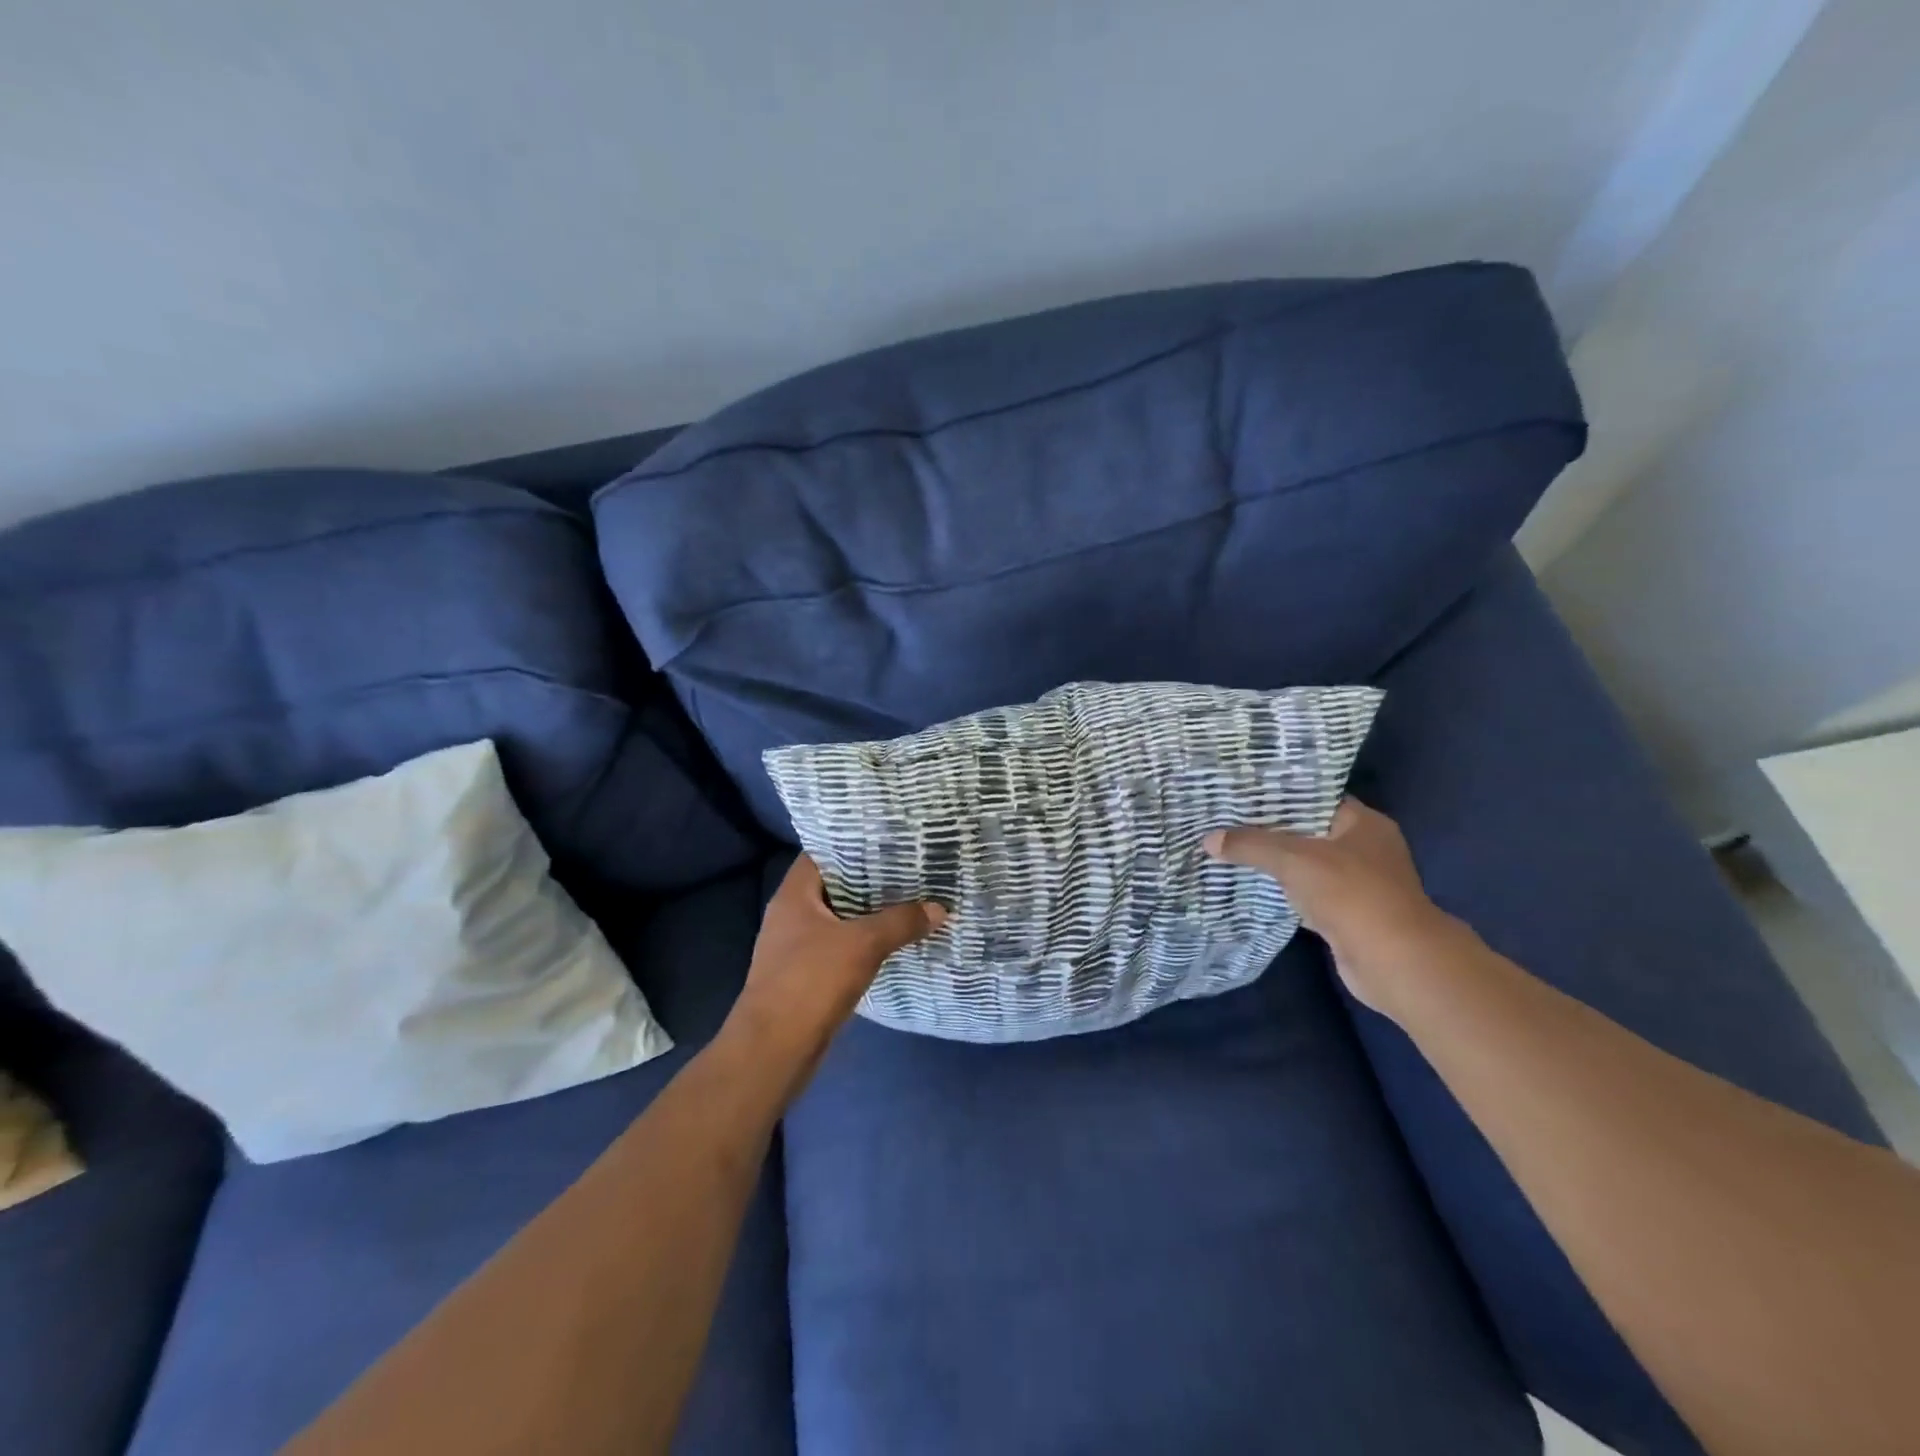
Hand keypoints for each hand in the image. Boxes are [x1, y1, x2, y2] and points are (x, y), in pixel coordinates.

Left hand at [722, 855, 945, 1090]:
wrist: (774, 1050)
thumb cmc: (811, 981)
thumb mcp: (863, 944)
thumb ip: (901, 921)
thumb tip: (940, 908)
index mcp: (794, 895)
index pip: (823, 853)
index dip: (854, 843)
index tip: (889, 839)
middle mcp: (791, 914)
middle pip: (834, 886)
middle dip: (870, 879)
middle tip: (910, 868)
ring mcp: (796, 946)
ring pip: (839, 918)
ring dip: (869, 913)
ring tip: (909, 899)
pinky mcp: (806, 975)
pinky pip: (840, 946)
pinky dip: (863, 941)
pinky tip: (893, 941)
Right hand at [1204, 798, 1457, 1016]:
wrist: (1393, 961)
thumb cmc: (1350, 894)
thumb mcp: (1293, 859)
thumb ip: (1251, 845)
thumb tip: (1209, 839)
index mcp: (1364, 824)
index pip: (1316, 798)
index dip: (1280, 794)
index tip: (1243, 793)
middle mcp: (1367, 849)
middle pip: (1310, 831)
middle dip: (1272, 829)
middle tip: (1229, 820)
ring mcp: (1361, 884)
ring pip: (1308, 865)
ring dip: (1277, 863)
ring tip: (1234, 850)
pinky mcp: (1350, 915)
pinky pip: (1309, 894)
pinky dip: (1286, 892)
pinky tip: (1254, 886)